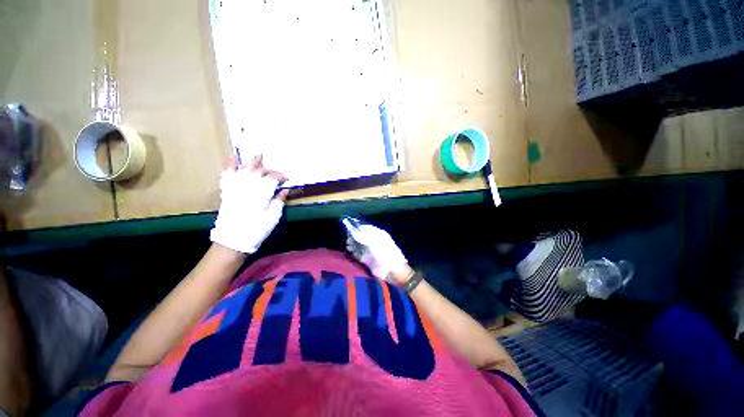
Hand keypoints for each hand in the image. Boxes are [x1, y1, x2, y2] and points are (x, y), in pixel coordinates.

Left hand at [210, 155, 288, 254]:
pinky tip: (233, 160)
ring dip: (251, 163)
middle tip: (276, 171)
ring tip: (257, 154)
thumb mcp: (273, 217)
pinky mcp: (227, 192)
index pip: (272, 179)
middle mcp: (247, 188)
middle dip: (268, 169)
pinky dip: (230, 167)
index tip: (286, 179)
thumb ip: (279, 201)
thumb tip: (285, 190)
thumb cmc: (257, 230)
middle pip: (259, 172)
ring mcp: (235, 189)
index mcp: (260, 194)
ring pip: (244, 171)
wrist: (233, 240)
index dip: (280, 176)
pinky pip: (227, 177)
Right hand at [344, 219, 408, 282]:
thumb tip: (352, 230)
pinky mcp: (367, 259)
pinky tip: (349, 251)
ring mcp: (370, 250)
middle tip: (348, 238)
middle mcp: (373, 241)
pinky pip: (358, 254)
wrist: (391, 271)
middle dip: (354, 236)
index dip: (358, 227)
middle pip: (361, 236)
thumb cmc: (385, 253)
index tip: (349, 228)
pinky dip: (353, 252)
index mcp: (378, 234)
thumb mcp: (373, 243)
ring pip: (359, 245)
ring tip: (348, 245)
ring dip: (352, 244)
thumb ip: (362, 236)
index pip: (367, 228)